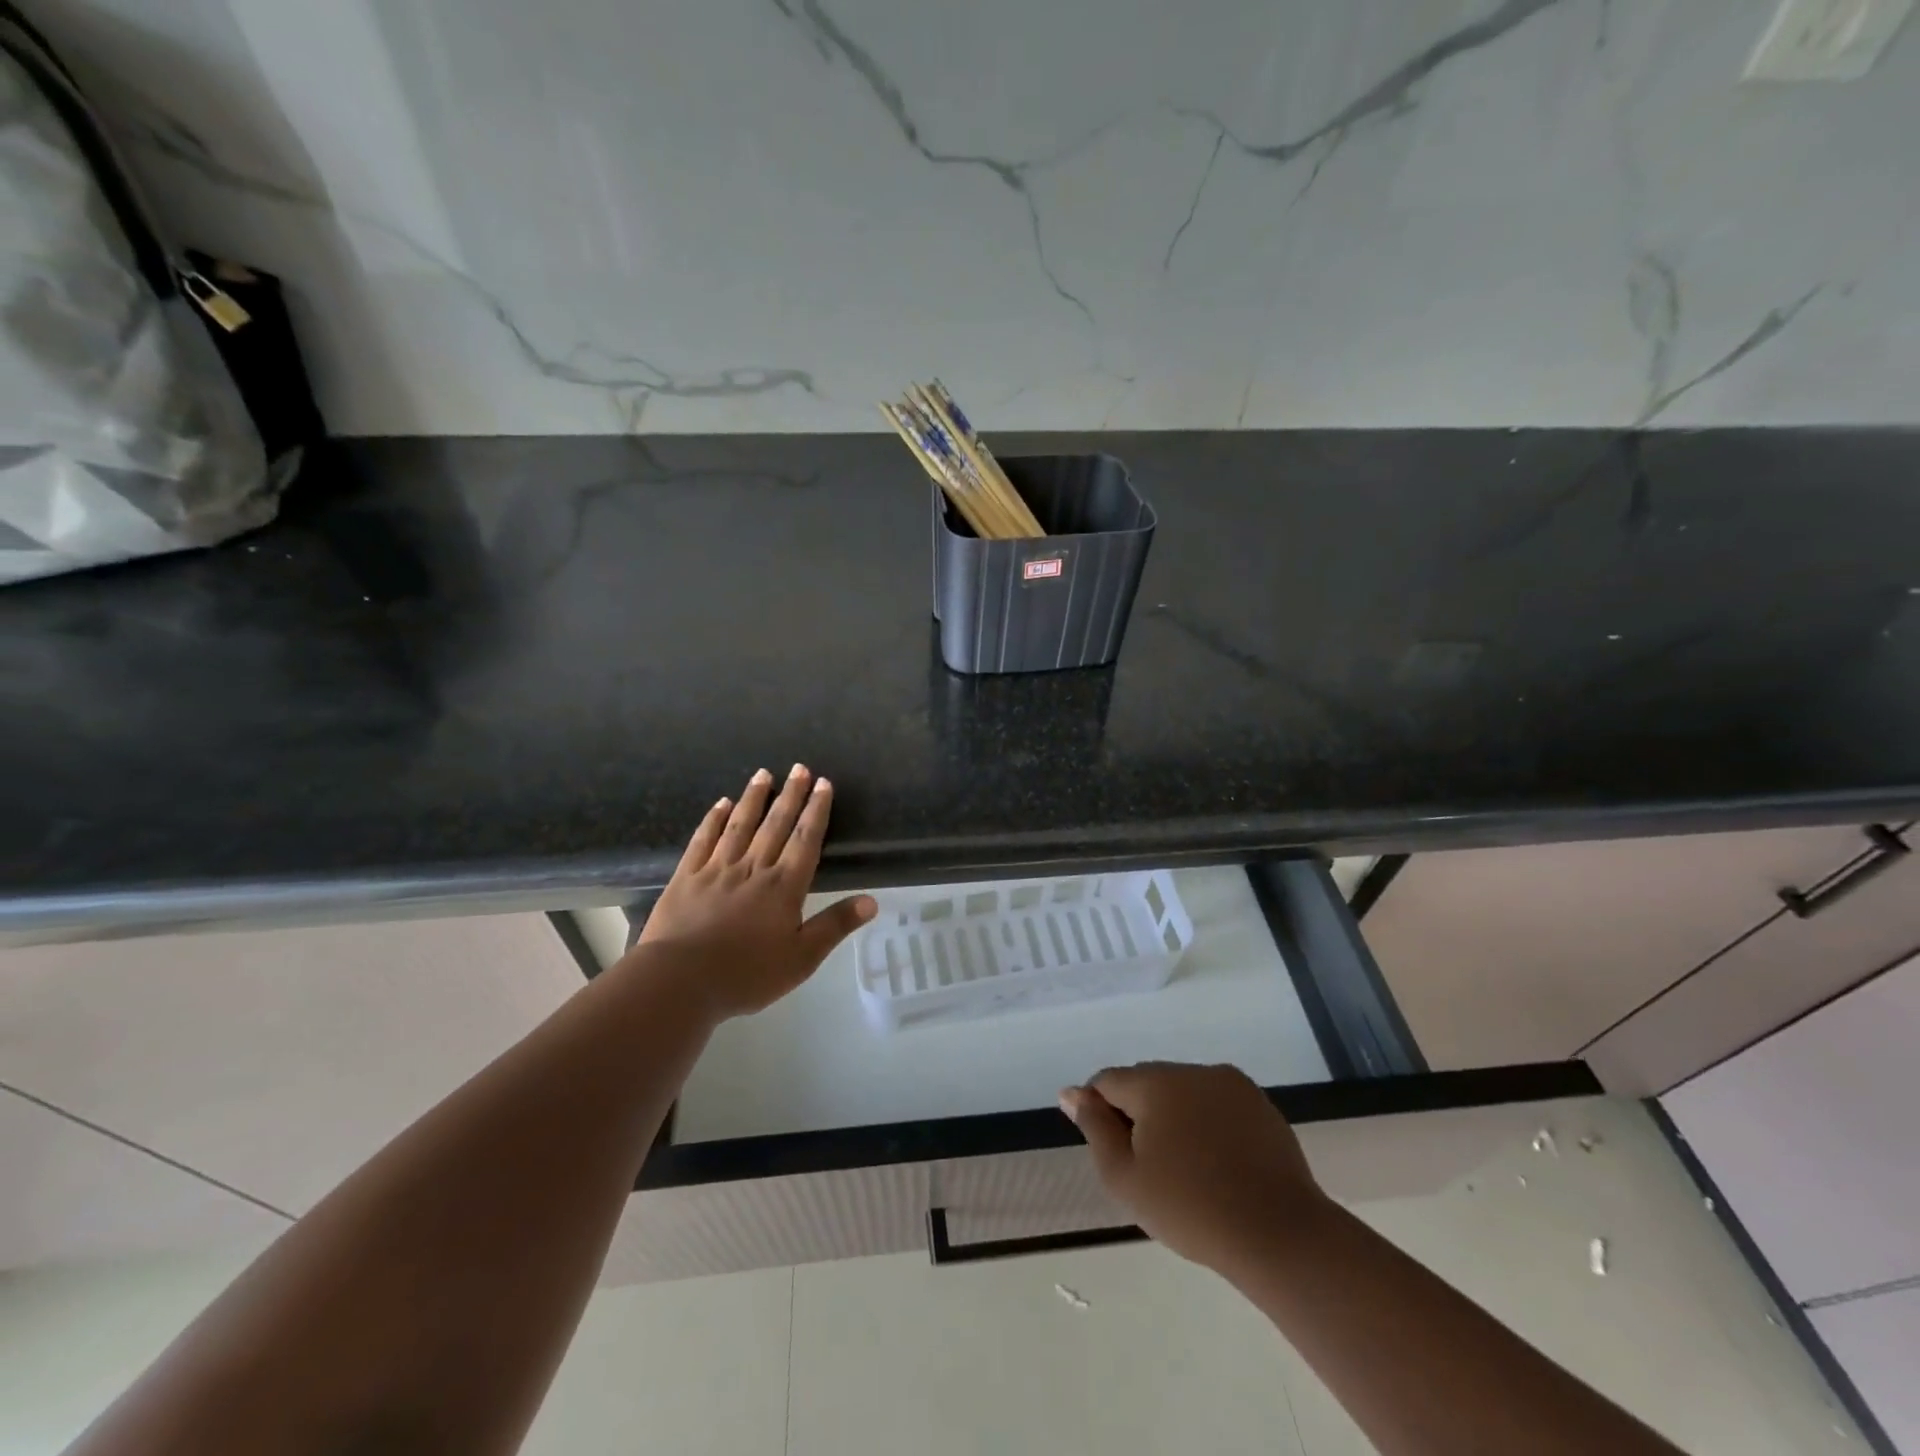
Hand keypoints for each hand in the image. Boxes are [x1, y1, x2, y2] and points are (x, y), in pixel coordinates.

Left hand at [634, 765, 875, 1019]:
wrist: (680, 982)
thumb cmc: (747, 974)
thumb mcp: (802, 958)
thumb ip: (835, 925)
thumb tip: (872, 900)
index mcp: (784, 887)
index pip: (806, 840)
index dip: (816, 811)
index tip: (823, 784)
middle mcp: (753, 869)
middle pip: (776, 825)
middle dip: (791, 795)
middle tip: (799, 768)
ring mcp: (717, 869)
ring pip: (740, 825)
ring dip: (754, 798)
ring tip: (763, 773)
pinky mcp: (686, 878)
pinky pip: (703, 840)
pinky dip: (714, 819)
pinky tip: (721, 804)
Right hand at [1060, 1062, 1330, 1278]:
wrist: (1279, 1234)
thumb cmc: (1190, 1209)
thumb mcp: (1125, 1177)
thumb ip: (1094, 1127)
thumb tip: (1070, 1092)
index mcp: (1155, 1082)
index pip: (1108, 1082)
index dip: (1101, 1113)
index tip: (1114, 1153)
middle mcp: (1191, 1069)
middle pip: (1146, 1083)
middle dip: (1138, 1114)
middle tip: (1149, 1168)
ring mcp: (1229, 1083)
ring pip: (1183, 1091)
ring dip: (1174, 1117)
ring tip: (1185, 1168)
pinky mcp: (1259, 1103)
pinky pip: (1216, 1103)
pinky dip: (1207, 1123)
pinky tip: (1217, 1163)